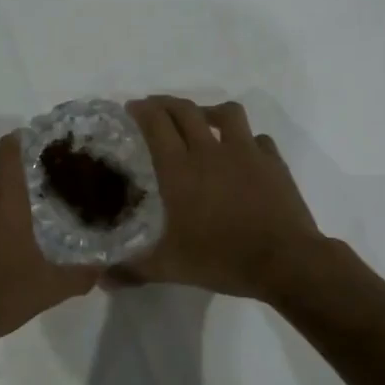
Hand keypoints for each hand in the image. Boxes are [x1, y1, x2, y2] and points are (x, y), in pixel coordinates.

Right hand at [121, 97, 329, 300]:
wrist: (285, 260)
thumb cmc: (221, 258)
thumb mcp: (170, 267)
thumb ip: (133, 269)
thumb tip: (100, 280)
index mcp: (179, 169)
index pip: (156, 124)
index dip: (142, 110)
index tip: (132, 107)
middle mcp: (210, 151)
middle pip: (185, 110)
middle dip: (166, 103)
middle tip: (156, 108)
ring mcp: (246, 152)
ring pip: (226, 113)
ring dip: (209, 111)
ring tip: (202, 120)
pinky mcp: (273, 162)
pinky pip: (258, 138)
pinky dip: (247, 140)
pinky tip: (243, 153)